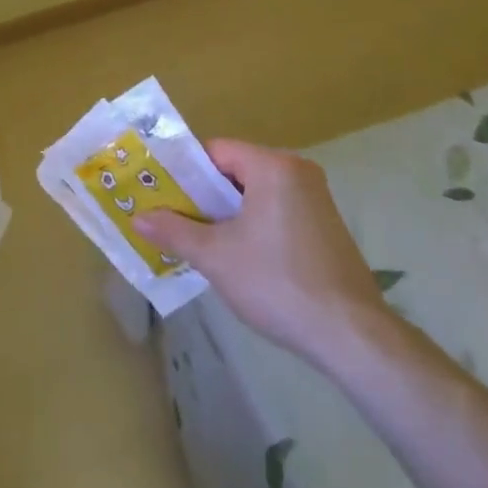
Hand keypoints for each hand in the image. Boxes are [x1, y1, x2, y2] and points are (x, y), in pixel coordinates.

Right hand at [136, 139, 381, 357]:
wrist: (351, 335)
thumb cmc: (277, 282)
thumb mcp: (215, 256)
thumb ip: (174, 231)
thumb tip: (136, 217)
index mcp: (273, 166)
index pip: (215, 151)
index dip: (184, 172)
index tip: (161, 194)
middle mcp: (297, 171)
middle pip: (235, 171)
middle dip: (203, 196)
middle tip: (172, 219)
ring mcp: (316, 199)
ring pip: (255, 194)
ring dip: (227, 214)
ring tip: (198, 241)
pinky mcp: (326, 226)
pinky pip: (276, 211)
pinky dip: (253, 225)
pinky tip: (239, 258)